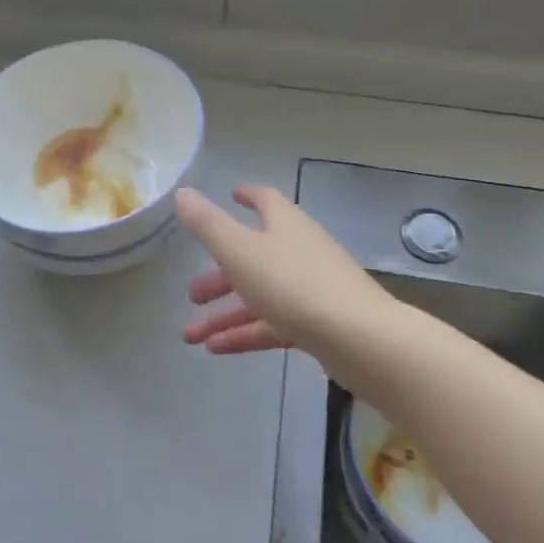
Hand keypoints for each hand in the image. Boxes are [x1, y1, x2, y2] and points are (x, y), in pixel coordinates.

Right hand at [176, 185, 400, 376]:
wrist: (360, 338)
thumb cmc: (293, 284)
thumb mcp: (240, 251)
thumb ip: (208, 224)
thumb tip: (183, 193)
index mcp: (284, 224)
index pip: (265, 200)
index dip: (247, 196)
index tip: (232, 195)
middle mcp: (299, 250)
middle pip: (254, 255)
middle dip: (220, 275)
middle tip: (192, 294)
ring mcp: (311, 288)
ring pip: (259, 296)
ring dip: (224, 313)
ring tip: (191, 336)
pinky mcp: (318, 323)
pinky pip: (273, 323)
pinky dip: (245, 333)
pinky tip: (217, 350)